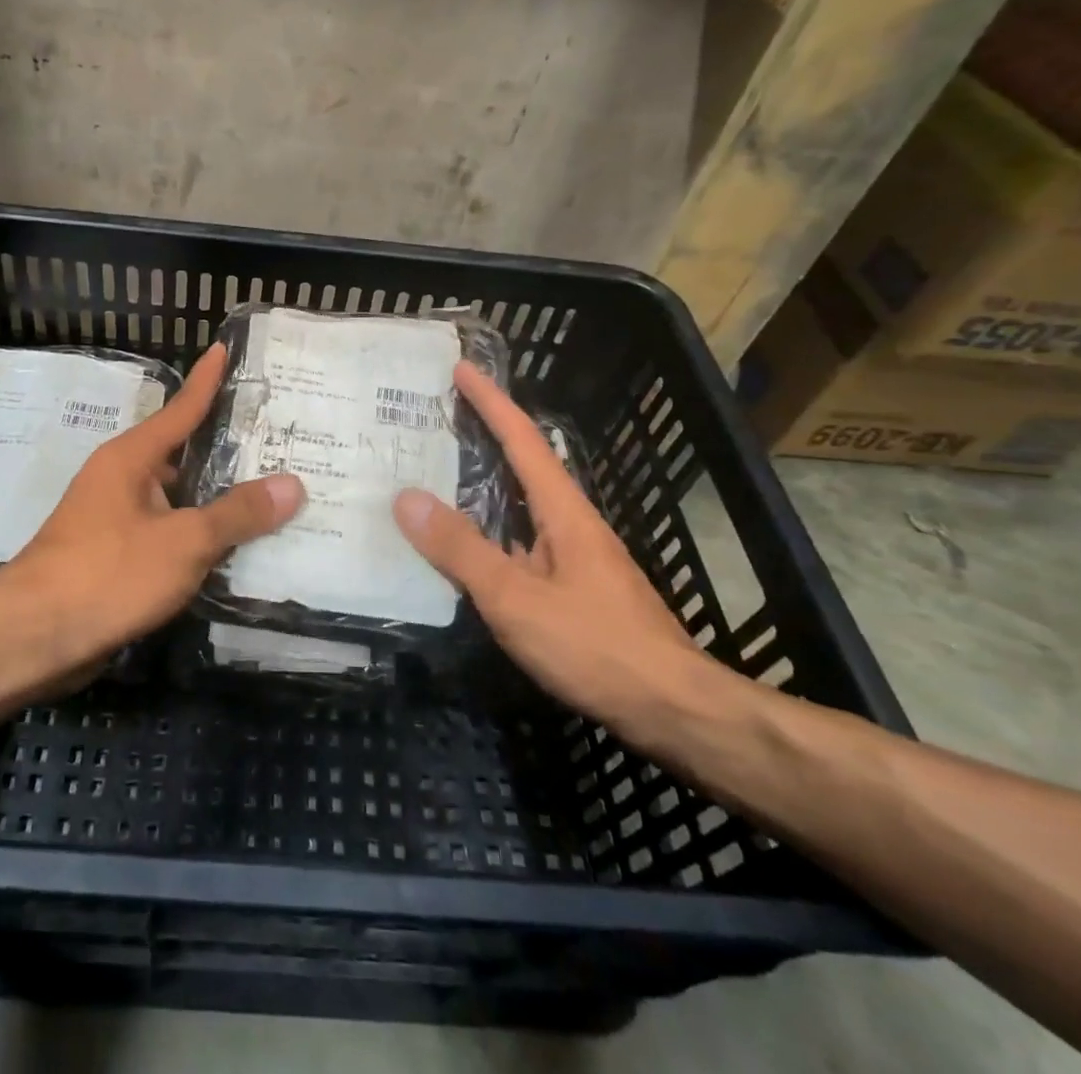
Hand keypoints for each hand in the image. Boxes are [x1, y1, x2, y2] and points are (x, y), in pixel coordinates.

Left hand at [4, 343, 304, 671]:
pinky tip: (237, 547)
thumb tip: (292, 485)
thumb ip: (237, 514)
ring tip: (272, 492)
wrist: (33, 639)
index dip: (208, 380)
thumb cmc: (107, 573)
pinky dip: (201, 536)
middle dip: (228, 448)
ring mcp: (117, 520)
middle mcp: (122, 480)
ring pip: (179, 499)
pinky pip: (170, 534)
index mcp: (132, 458)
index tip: (225, 348)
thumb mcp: (183, 541)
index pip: (181, 408)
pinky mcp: (116, 558)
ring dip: (218, 498)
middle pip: (184, 454)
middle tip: (279, 438)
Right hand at [393, 361, 712, 731]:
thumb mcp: (517, 598)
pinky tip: (465, 551)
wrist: (675, 710)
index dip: (491, 401)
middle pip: (523, 465)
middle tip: (433, 422)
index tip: (461, 369)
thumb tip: (406, 498)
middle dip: (483, 436)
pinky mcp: (575, 590)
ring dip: (483, 486)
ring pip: (520, 508)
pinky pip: (522, 544)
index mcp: (563, 511)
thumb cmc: (596, 647)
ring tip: (436, 478)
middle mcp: (571, 524)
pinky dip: (490, 532)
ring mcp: (576, 558)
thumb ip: (461, 550)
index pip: (522, 439)